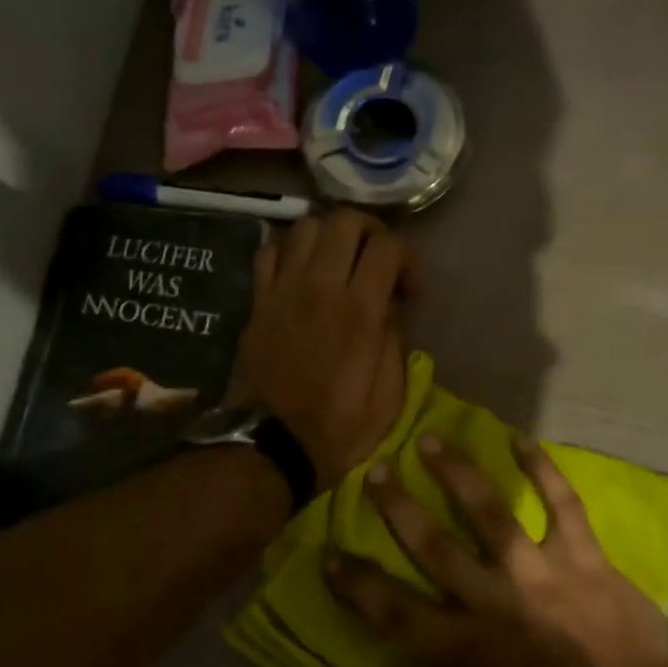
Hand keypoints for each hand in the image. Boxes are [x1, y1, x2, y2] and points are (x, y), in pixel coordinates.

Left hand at [227, 209, 414, 487]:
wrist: (270, 446)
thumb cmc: (336, 429)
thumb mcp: (388, 399)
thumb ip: (394, 344)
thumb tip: (387, 310)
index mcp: (359, 312)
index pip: (387, 247)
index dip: (407, 258)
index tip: (409, 291)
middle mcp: (320, 288)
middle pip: (344, 220)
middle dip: (370, 231)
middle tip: (376, 261)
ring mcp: (283, 290)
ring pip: (305, 227)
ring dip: (329, 235)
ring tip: (339, 262)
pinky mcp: (258, 301)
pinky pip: (269, 251)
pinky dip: (289, 250)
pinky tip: (301, 270)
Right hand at [327, 435, 667, 666]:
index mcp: (472, 651)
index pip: (397, 613)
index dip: (358, 585)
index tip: (328, 554)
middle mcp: (499, 601)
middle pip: (435, 547)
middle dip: (399, 507)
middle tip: (375, 470)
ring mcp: (545, 574)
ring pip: (491, 513)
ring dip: (458, 474)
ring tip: (432, 439)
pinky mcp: (588, 561)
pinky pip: (564, 507)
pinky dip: (543, 472)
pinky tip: (523, 441)